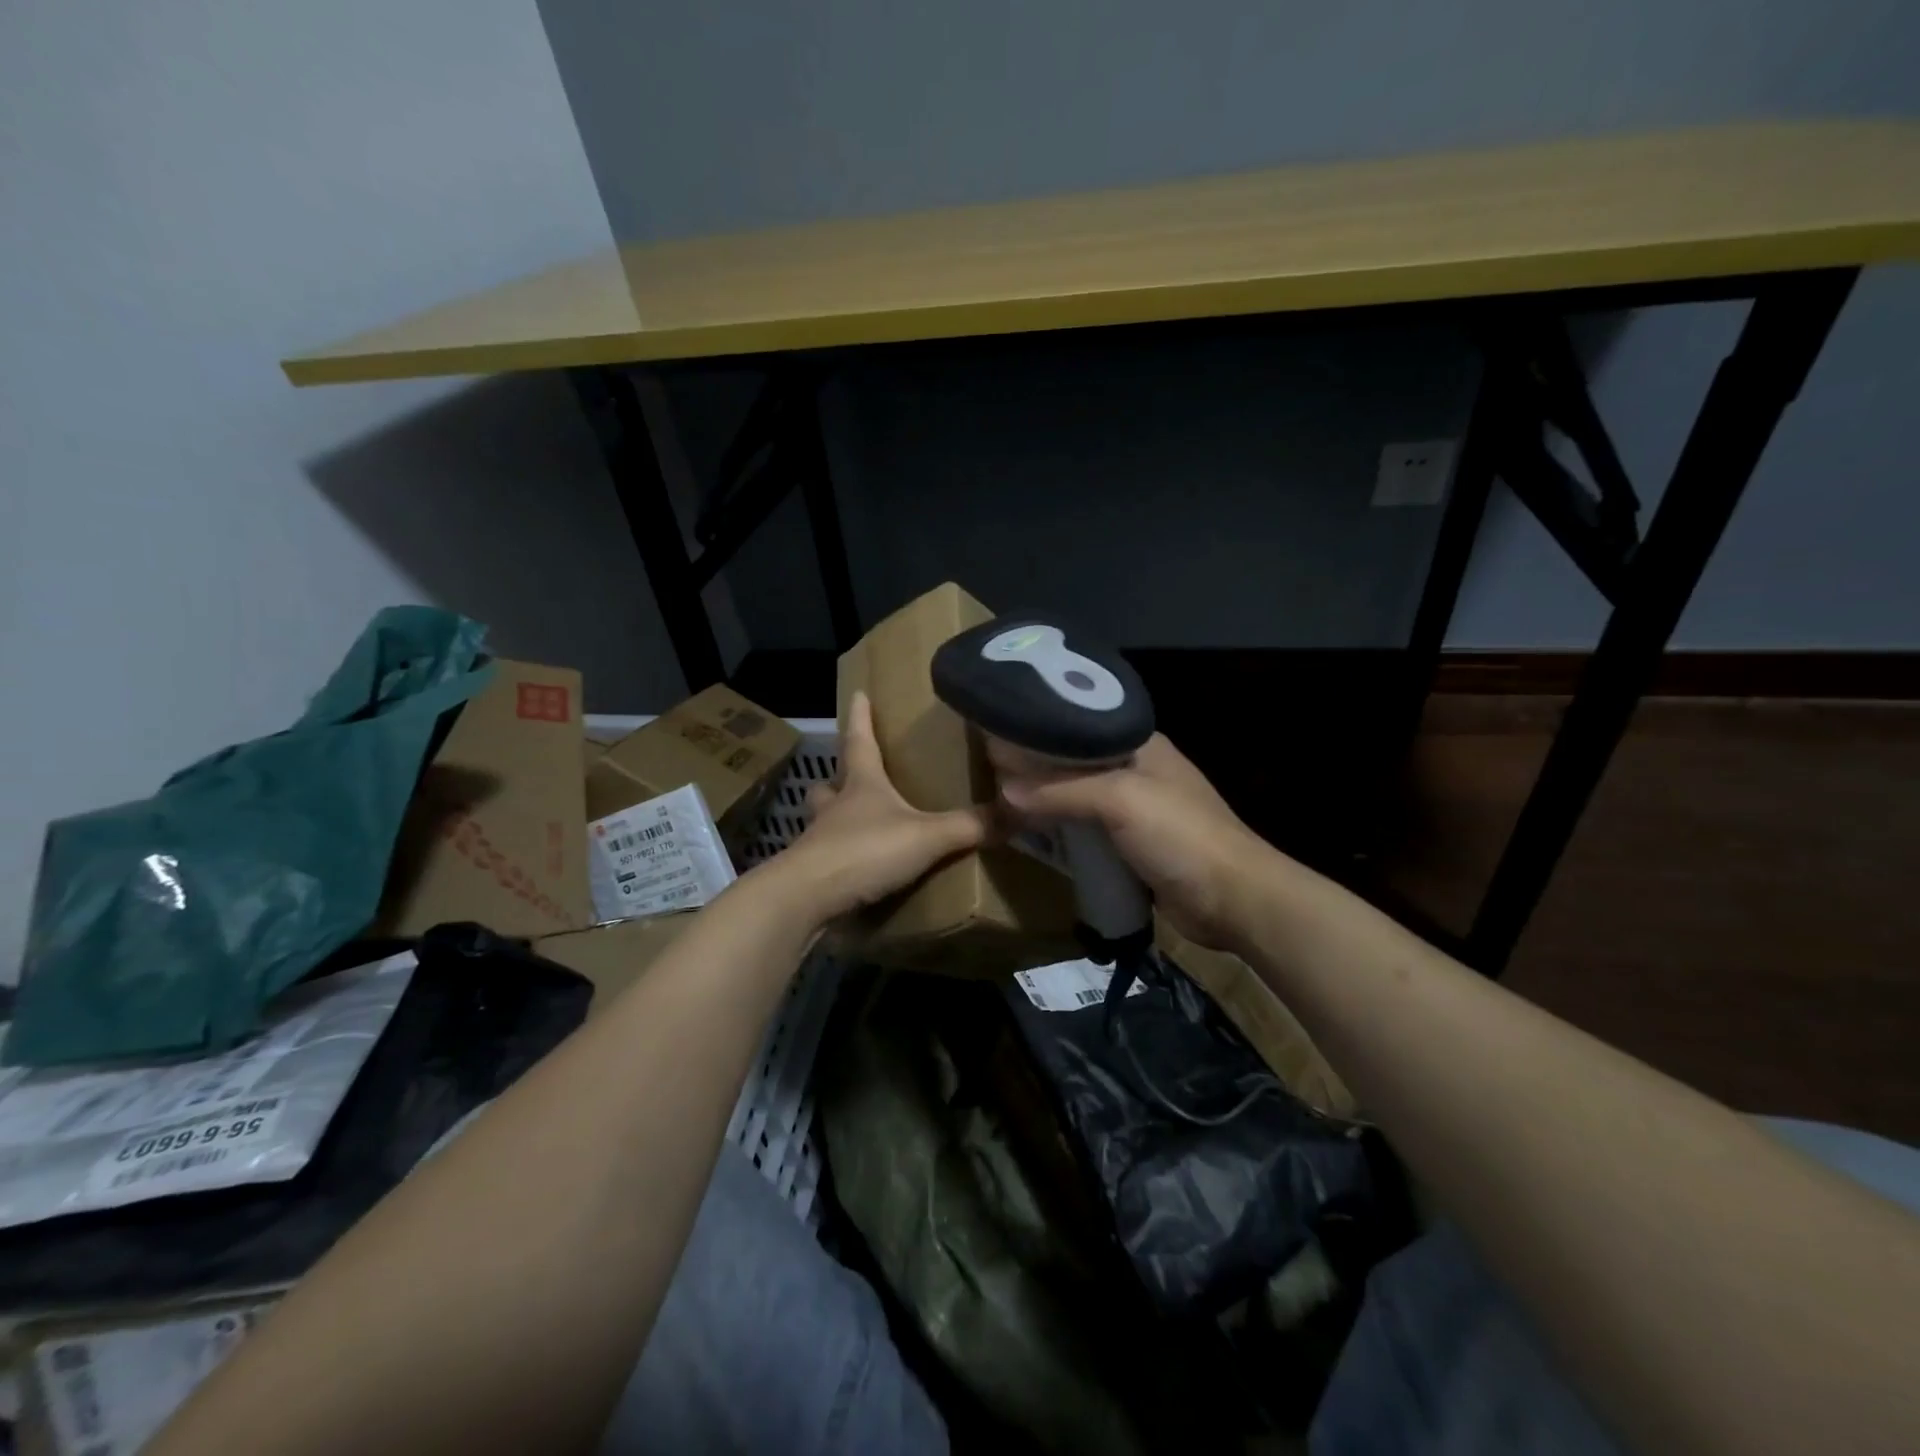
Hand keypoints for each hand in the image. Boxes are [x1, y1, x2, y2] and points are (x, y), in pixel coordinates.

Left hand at [766, 692, 990, 925]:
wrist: (807, 899)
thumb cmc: (865, 851)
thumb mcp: (927, 836)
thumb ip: (970, 826)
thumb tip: (1018, 813)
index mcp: (862, 785)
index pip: (859, 740)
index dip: (861, 717)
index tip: (858, 694)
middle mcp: (835, 807)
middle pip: (831, 783)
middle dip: (839, 777)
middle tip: (850, 778)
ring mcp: (818, 841)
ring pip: (823, 820)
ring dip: (835, 818)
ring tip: (855, 825)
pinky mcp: (812, 874)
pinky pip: (827, 858)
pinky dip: (840, 859)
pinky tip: (857, 871)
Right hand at [995, 734, 1267, 950]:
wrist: (1233, 899)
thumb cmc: (1180, 835)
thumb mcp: (1120, 800)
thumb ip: (1061, 790)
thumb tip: (1004, 790)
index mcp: (1140, 744)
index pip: (1080, 725)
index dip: (1041, 729)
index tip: (998, 732)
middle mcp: (1137, 770)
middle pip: (1076, 763)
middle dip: (1038, 769)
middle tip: (989, 771)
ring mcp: (1136, 810)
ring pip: (1080, 799)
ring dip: (1048, 803)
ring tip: (1000, 801)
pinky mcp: (1133, 847)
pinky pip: (1087, 833)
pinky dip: (1062, 833)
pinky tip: (1032, 836)